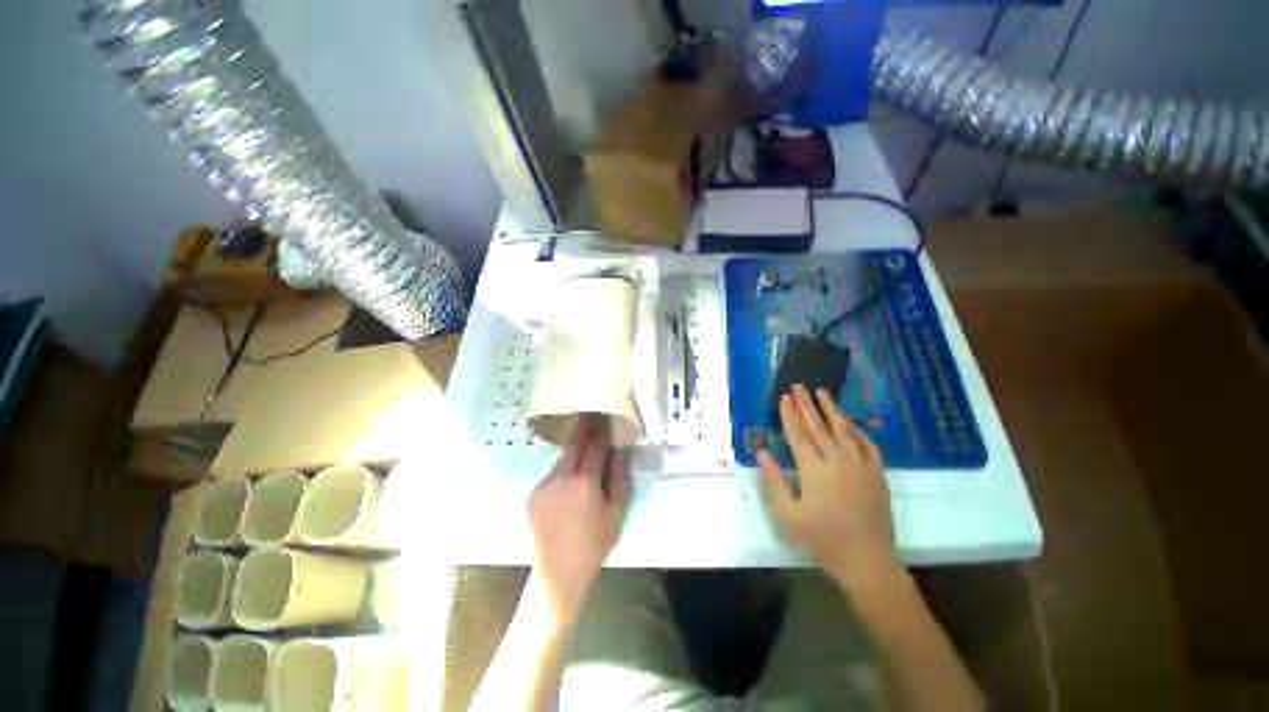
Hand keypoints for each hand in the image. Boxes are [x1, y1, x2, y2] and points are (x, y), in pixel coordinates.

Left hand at [527, 415, 630, 624]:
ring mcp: (543, 484)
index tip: (608, 417)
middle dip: (584, 426)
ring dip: (574, 448)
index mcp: (584, 481)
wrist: (558, 572)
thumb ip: (618, 476)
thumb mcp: (615, 512)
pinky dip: (564, 468)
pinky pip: (552, 473)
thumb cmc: (594, 543)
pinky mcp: (533, 493)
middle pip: (573, 442)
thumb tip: (620, 450)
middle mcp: (560, 476)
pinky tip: (570, 477)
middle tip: (592, 414)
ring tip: (583, 441)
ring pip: (562, 457)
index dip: (603, 430)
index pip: (595, 445)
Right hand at [758, 385, 899, 589]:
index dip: (789, 415)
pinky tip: (850, 421)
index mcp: (814, 471)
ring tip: (821, 392)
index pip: (798, 435)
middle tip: (798, 386)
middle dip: (806, 405)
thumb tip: (762, 453)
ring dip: (831, 409)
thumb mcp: (788, 517)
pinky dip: (857, 429)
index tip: (784, 398)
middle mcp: (838, 461)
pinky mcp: (877, 473)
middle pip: (819, 427)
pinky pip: (867, 444)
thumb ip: (773, 483)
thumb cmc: (822, 540)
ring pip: (844, 429)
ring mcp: (861, 465)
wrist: (868, 562)